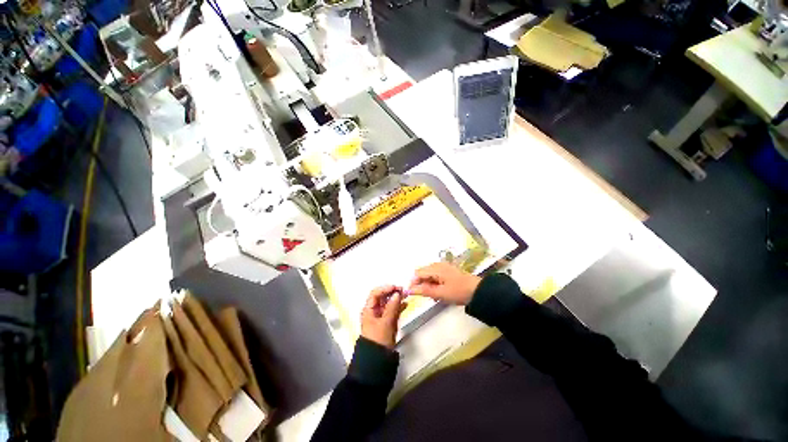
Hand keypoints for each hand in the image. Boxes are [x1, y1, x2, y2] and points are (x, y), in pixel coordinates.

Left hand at [360, 285, 407, 349]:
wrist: (377, 360)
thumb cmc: (378, 340)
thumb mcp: (386, 322)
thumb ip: (392, 307)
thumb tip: (397, 294)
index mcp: (369, 310)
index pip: (375, 293)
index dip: (385, 288)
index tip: (396, 288)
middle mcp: (374, 311)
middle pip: (382, 297)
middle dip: (392, 292)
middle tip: (403, 291)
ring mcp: (381, 317)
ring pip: (388, 303)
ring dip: (396, 299)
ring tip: (405, 295)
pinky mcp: (387, 322)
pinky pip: (392, 311)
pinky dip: (398, 307)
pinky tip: (405, 304)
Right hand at [407, 262, 480, 304]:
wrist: (478, 291)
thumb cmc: (458, 291)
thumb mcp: (440, 293)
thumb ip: (424, 291)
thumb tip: (409, 290)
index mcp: (435, 268)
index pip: (417, 273)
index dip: (413, 283)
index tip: (411, 294)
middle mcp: (437, 265)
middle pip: (422, 273)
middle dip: (421, 285)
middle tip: (426, 297)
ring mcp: (443, 267)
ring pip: (429, 276)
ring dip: (428, 286)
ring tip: (434, 297)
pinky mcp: (447, 272)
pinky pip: (436, 277)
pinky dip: (434, 284)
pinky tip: (439, 293)